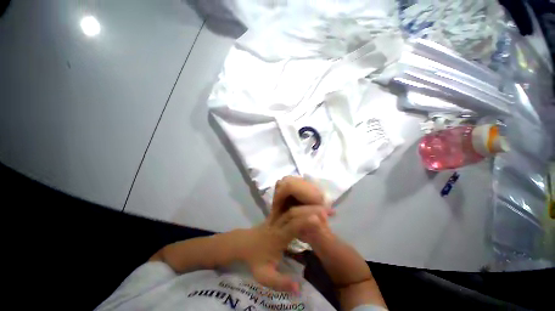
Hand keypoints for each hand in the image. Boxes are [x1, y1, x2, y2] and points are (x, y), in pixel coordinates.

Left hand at [237, 177, 333, 292]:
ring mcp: (276, 216)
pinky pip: (289, 206)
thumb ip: (280, 282)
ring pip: (292, 207)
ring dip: (308, 206)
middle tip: (328, 211)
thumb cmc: (255, 259)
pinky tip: (310, 204)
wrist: (244, 243)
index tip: (319, 219)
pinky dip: (301, 204)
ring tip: (323, 207)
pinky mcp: (276, 213)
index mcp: (277, 237)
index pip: (291, 226)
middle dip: (311, 210)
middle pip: (294, 213)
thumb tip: (298, 288)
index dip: (305, 221)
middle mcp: (278, 223)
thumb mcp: (264, 276)